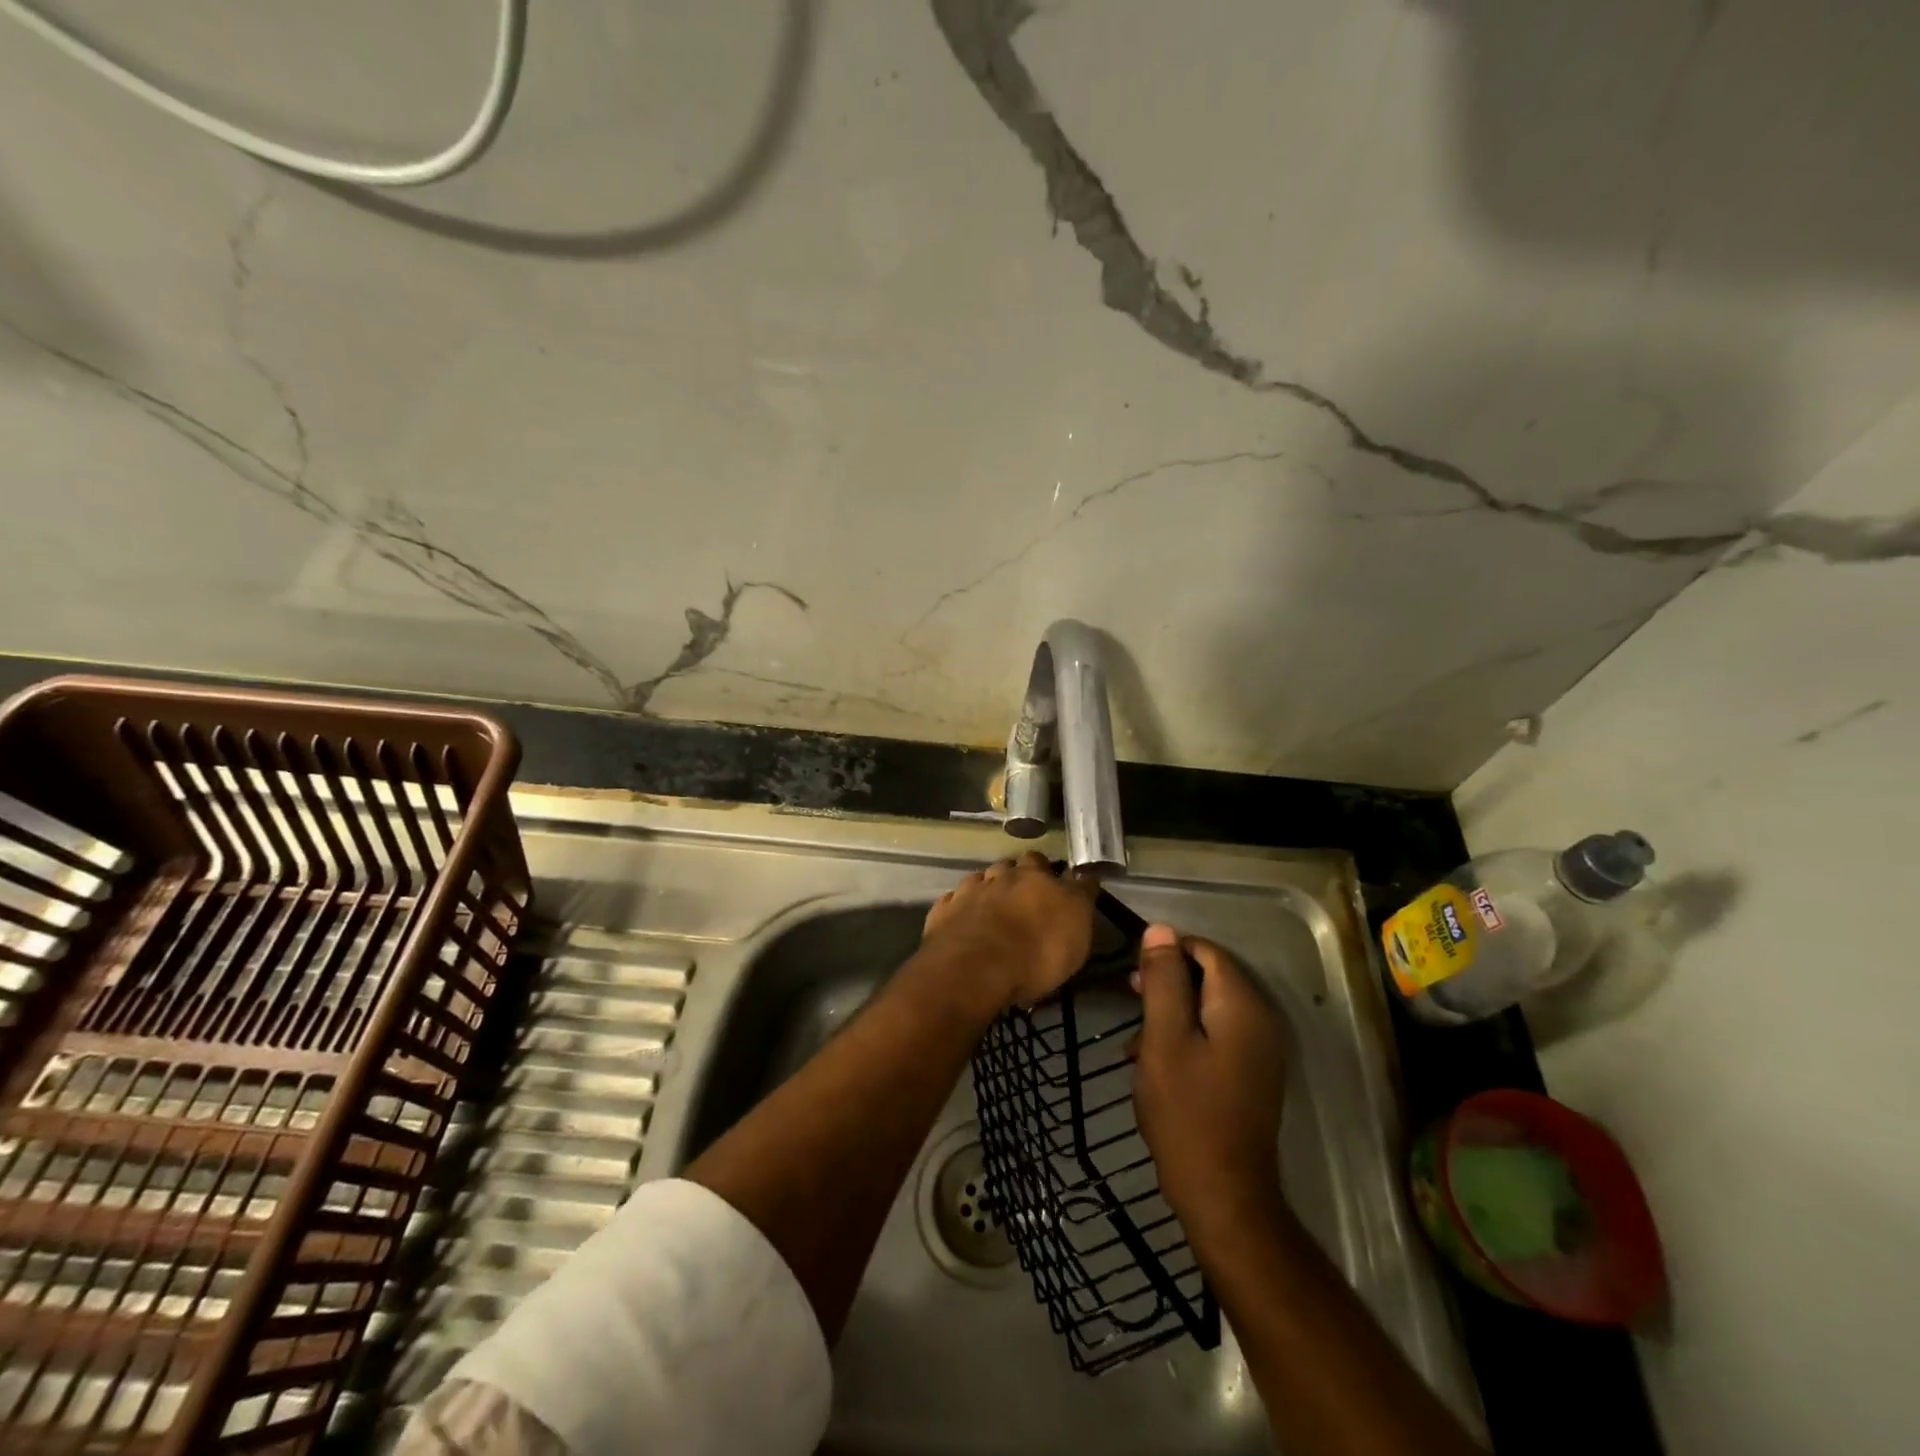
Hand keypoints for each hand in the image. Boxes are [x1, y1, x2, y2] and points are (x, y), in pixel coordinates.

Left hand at [921, 852, 1096, 1008]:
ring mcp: (969, 891)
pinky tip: (964, 919)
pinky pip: (954, 901)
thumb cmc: (1036, 952)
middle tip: (1025, 897)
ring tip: (993, 906)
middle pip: (1012, 867)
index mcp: (1036, 877)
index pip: (1048, 864)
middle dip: (1019, 876)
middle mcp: (1002, 876)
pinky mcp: (944, 911)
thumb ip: (1079, 901)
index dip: (1053, 874)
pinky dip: (961, 907)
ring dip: (988, 888)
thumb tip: (1084, 879)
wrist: (974, 967)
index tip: (1058, 886)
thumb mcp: (1076, 932)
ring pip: (982, 879)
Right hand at [1131, 925, 1289, 1244]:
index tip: (1133, 973)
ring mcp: (1259, 1050)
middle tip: (1129, 998)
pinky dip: (1185, 1037)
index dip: (1167, 951)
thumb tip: (1161, 930)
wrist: (1223, 1194)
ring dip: (1171, 1013)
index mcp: (1242, 1005)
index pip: (1206, 951)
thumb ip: (1164, 980)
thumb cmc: (1187, 1111)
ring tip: (1134, 1039)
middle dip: (1166, 983)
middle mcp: (1260, 1019)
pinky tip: (1154, 1061)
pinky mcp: (1250, 1074)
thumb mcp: (1164, 1038)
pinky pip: (1216, 1035)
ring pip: (1208, 1008)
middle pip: (1209, 977)